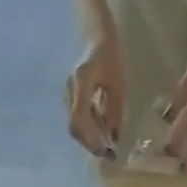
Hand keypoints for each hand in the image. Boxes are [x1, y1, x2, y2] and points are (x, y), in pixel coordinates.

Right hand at [65, 32, 125, 156]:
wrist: (97, 33)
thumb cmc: (111, 54)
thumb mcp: (118, 84)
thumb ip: (115, 111)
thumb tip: (114, 138)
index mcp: (81, 83)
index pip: (81, 119)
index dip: (92, 139)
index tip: (105, 151)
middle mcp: (70, 90)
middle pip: (74, 126)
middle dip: (90, 143)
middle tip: (106, 154)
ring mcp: (68, 92)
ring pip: (75, 124)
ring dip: (89, 138)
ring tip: (105, 144)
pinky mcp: (71, 94)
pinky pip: (77, 117)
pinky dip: (88, 129)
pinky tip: (100, 131)